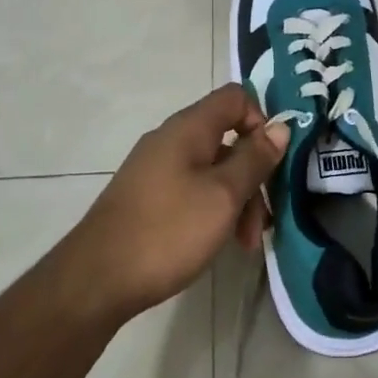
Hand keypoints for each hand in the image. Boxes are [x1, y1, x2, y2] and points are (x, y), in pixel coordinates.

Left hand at [61, 84, 288, 321]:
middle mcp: (171, 140)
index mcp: (189, 128)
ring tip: (245, 244)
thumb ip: (255, 159)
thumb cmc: (168, 230)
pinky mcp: (148, 197)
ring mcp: (156, 169)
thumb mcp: (223, 195)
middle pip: (227, 139)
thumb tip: (280, 128)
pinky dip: (212, 210)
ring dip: (236, 200)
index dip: (261, 121)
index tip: (273, 162)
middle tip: (264, 221)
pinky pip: (192, 190)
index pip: (235, 98)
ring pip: (212, 170)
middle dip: (253, 175)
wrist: (97, 279)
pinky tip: (218, 242)